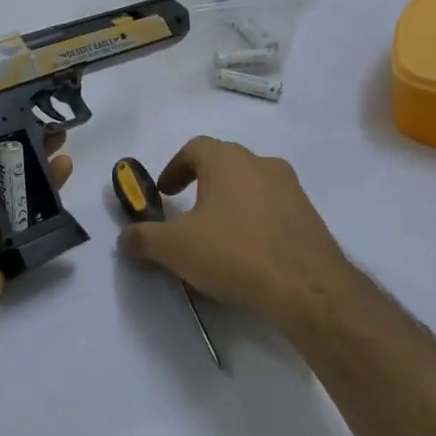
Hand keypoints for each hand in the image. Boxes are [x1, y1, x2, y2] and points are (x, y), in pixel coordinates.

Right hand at [117, 137, 361, 329]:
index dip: (174, 168)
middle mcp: (262, 164)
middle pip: (225, 165)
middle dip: (202, 185)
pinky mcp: (310, 217)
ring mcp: (291, 189)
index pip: (195, 148)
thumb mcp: (175, 248)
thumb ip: (143, 239)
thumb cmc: (234, 253)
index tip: (164, 194)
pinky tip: (248, 254)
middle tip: (187, 214)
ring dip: (230, 204)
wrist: (307, 287)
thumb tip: (125, 238)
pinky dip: (255, 223)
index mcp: (228, 160)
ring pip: (251, 187)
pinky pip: (273, 211)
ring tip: (217, 238)